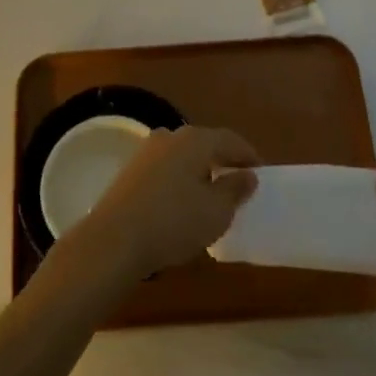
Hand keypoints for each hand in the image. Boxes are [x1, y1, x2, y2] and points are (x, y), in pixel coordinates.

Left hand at [68, 127, 258, 279]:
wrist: (114, 239)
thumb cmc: (174, 222)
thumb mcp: (216, 211)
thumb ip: (235, 190)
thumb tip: (247, 175)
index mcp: (195, 139)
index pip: (230, 140)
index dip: (249, 156)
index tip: (261, 174)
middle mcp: (170, 136)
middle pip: (205, 145)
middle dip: (223, 163)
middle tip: (238, 186)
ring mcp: (146, 151)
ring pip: (183, 157)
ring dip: (199, 173)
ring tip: (211, 199)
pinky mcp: (130, 171)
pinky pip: (166, 170)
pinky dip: (180, 182)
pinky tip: (182, 205)